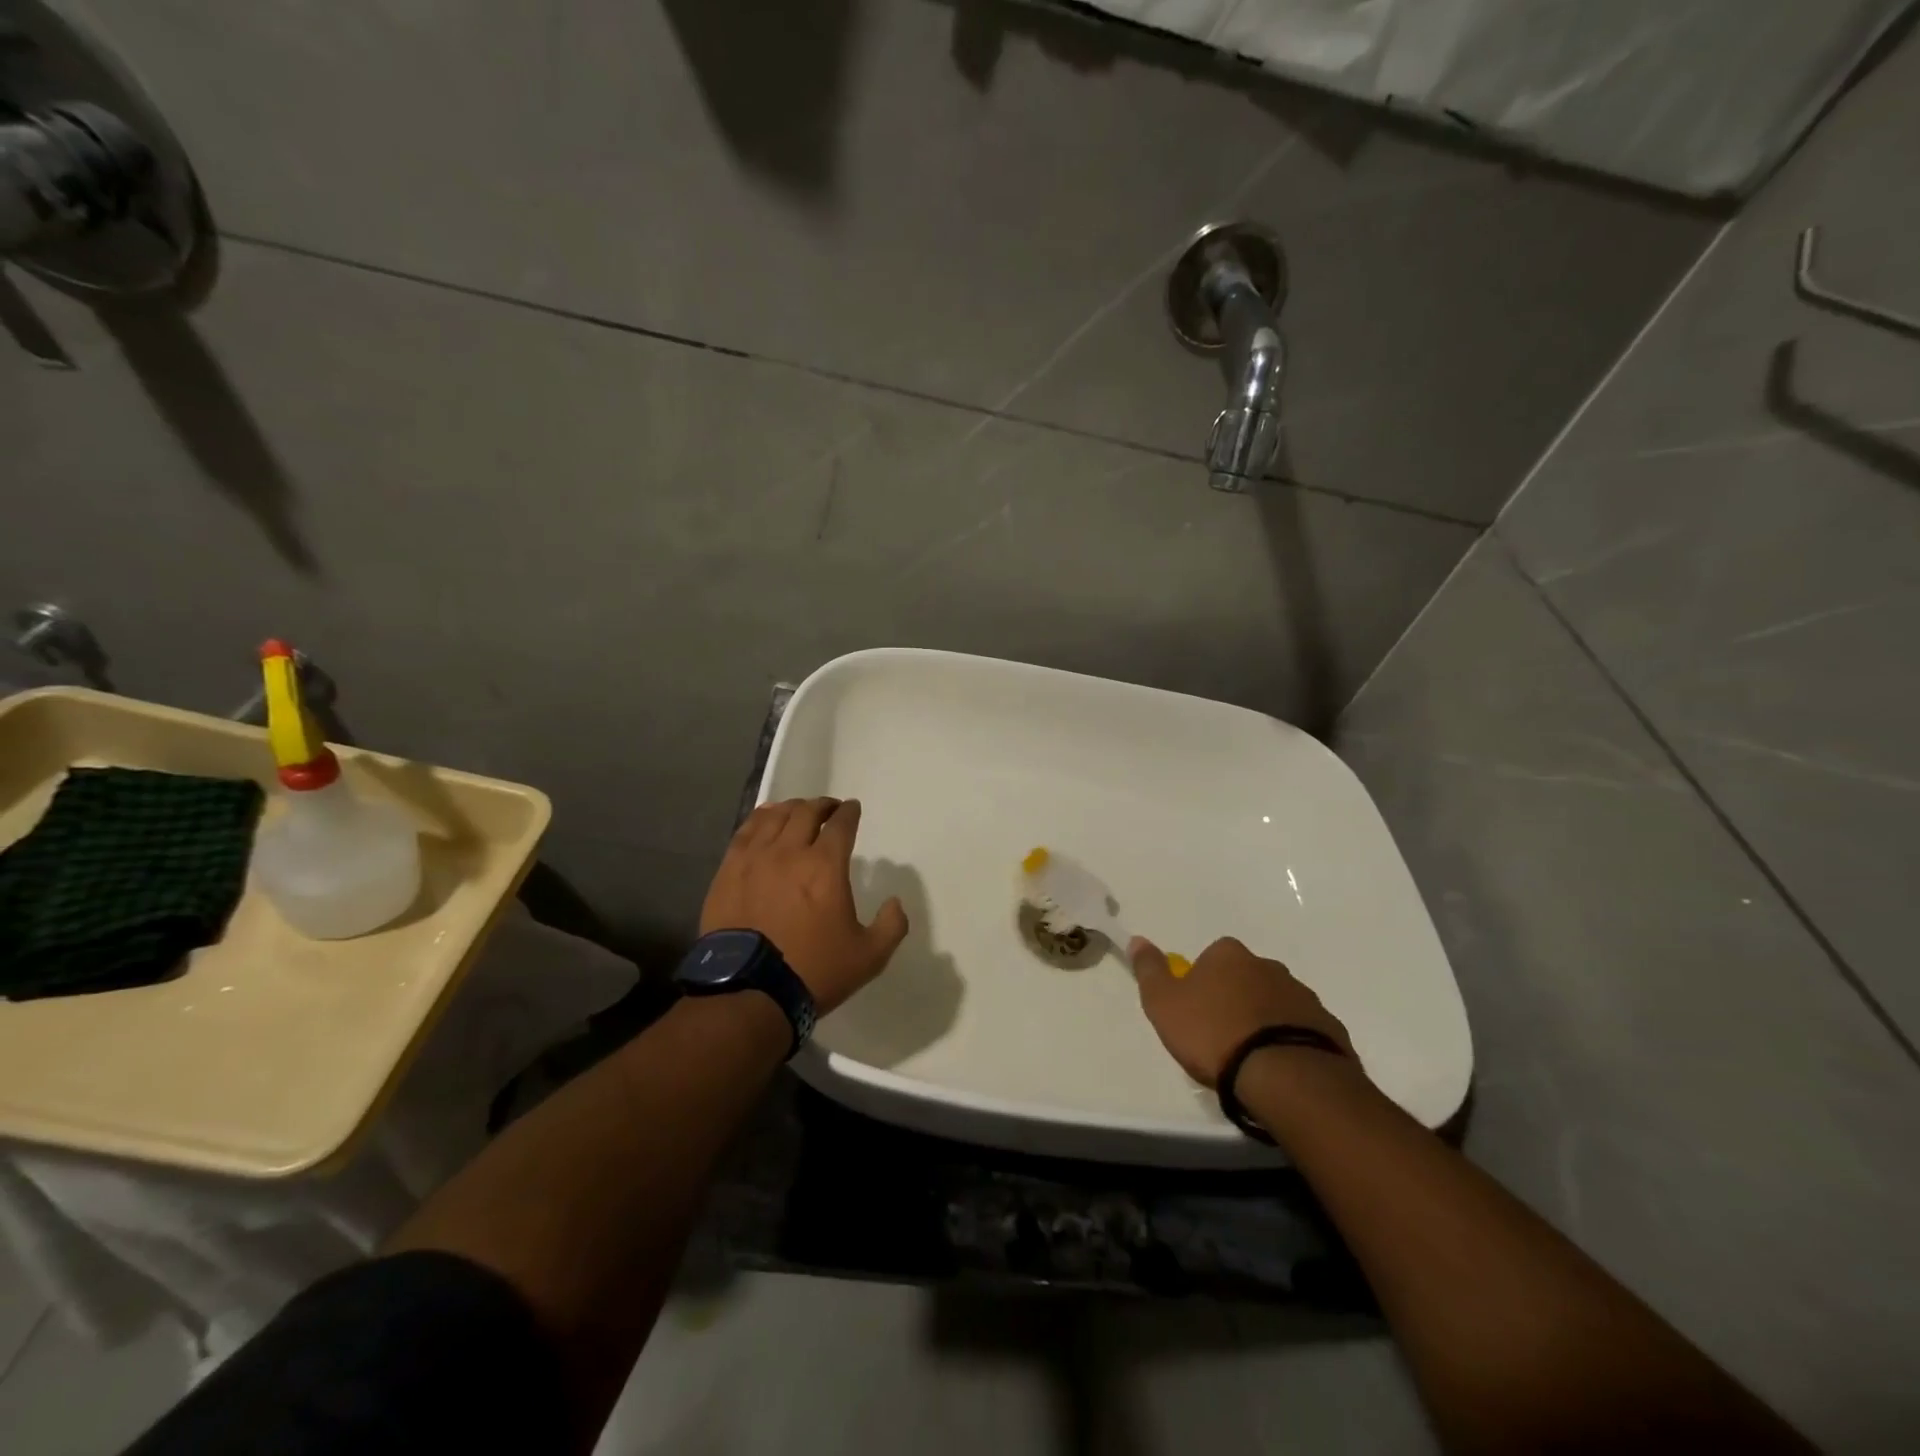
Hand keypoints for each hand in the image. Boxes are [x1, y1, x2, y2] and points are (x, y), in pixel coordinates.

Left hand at [701, 798, 908, 1014]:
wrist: (750, 993)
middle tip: (829, 810)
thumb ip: (892, 925)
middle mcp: (789, 852)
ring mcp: (754, 859)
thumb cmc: (813, 971)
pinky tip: (765, 821)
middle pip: (806, 812)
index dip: (849, 813)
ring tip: (798, 812)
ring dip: (792, 809)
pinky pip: (746, 831)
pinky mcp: (728, 871)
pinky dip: (761, 819)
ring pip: (774, 816)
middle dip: (822, 806)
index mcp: (825, 867)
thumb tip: (895, 902)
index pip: (841, 825)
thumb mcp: (869, 956)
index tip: (852, 809)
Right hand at [1130, 936, 1353, 1087]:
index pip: (1211, 958)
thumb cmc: (1213, 1034)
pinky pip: (1302, 1030)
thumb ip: (1150, 970)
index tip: (1196, 1013)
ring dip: (1264, 1021)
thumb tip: (1138, 939)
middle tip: (1222, 1037)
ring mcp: (1302, 996)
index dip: (1201, 984)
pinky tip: (1279, 1069)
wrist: (1284, 1076)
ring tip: (1251, 1059)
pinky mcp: (1329, 1028)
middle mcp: (1268, 966)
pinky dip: (1289, 1042)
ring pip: (1275, 1004)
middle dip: (1236, 1000)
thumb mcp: (1164, 1003)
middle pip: (1245, 979)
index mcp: (1229, 955)